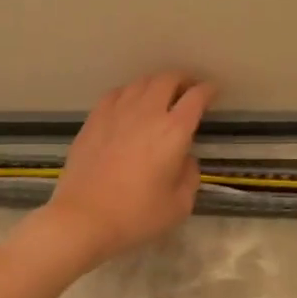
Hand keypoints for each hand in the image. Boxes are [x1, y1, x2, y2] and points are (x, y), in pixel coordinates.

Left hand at [31, 72, 217, 268]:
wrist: (83, 218)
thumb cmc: (136, 215)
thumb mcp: (179, 205)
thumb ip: (189, 176)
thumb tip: (185, 158)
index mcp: (174, 131)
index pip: (196, 97)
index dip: (208, 90)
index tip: (212, 91)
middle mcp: (147, 113)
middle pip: (167, 79)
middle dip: (182, 79)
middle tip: (188, 90)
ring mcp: (116, 113)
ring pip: (140, 82)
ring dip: (155, 84)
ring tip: (159, 95)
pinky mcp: (93, 120)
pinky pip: (115, 93)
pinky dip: (129, 93)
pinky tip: (128, 104)